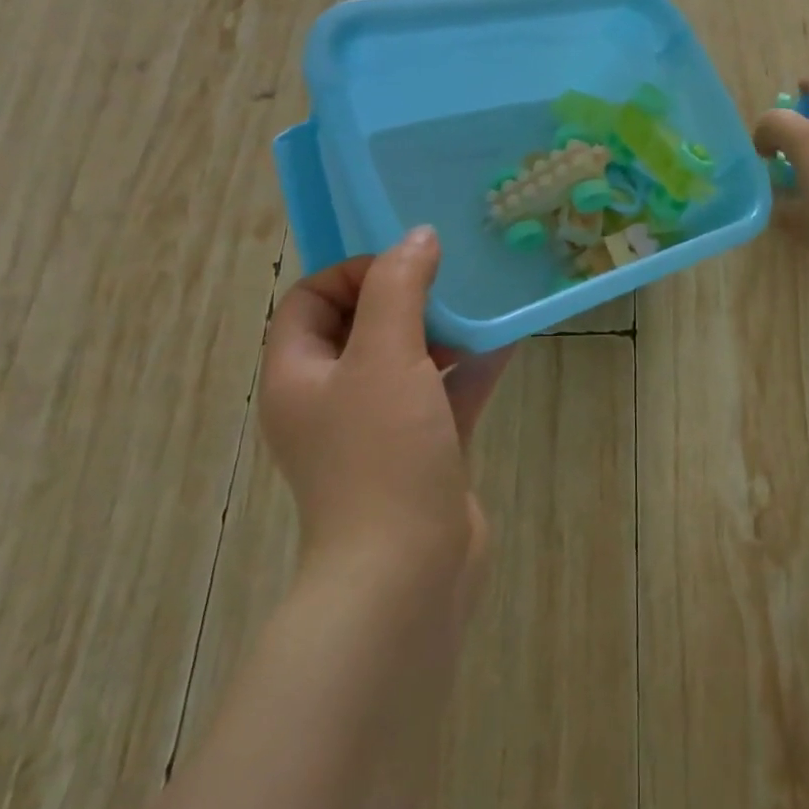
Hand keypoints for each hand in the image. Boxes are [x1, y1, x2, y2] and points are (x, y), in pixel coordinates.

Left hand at [260, 227, 511, 608]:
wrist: (407, 572)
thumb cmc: (381, 455)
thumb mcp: (385, 357)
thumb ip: (398, 288)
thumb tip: (418, 236)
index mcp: (300, 374)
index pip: (311, 299)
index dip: (356, 272)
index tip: (410, 265)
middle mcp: (332, 398)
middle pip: (362, 325)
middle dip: (406, 296)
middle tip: (452, 278)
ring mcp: (379, 427)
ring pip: (409, 358)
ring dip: (444, 329)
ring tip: (484, 302)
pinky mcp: (423, 449)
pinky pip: (446, 392)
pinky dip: (472, 366)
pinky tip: (509, 339)